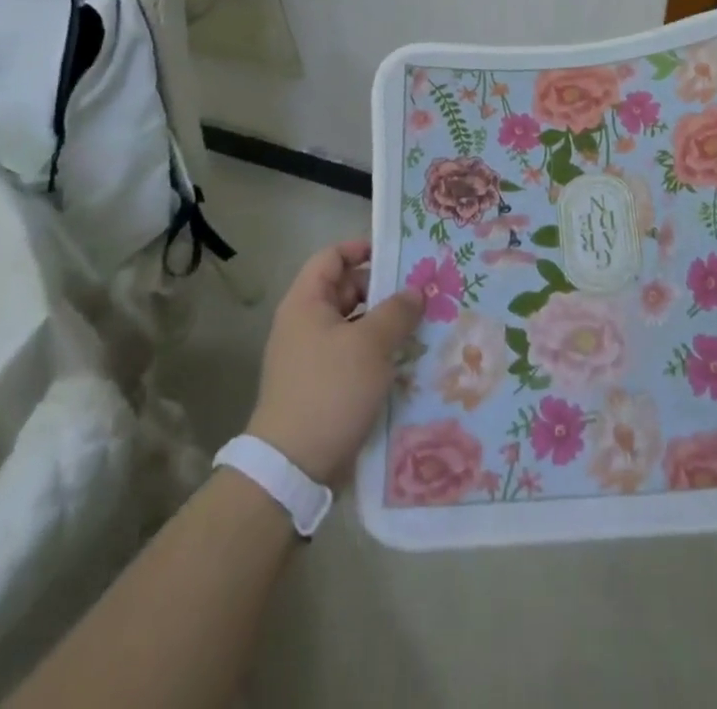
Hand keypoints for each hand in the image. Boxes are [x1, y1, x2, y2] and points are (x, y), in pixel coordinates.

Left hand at [245, 239, 423, 484]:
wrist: (292, 469)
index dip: (362, 248)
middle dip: (383, 289)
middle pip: (346, 290)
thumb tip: (415, 291)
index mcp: (306, 303)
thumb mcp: (370, 344)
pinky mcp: (323, 387)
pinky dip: (378, 353)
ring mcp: (313, 357)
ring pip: (355, 325)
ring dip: (385, 324)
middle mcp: (305, 324)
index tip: (399, 254)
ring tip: (424, 325)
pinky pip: (354, 356)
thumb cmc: (330, 391)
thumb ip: (397, 311)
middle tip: (422, 292)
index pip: (332, 257)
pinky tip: (408, 360)